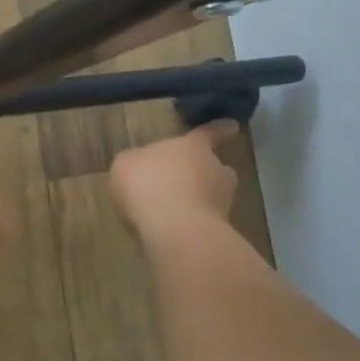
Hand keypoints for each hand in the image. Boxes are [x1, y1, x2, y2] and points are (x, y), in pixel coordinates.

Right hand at [109, 120, 240, 245]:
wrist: (173, 231)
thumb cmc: (147, 184)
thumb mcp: (126, 164)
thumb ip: (137, 162)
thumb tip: (140, 167)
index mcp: (193, 147)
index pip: (209, 133)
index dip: (219, 129)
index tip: (233, 126)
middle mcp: (215, 171)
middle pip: (216, 169)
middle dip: (204, 175)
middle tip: (184, 184)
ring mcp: (221, 204)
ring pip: (212, 199)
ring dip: (197, 203)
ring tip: (171, 214)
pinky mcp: (217, 234)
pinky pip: (201, 225)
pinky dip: (189, 228)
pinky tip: (166, 235)